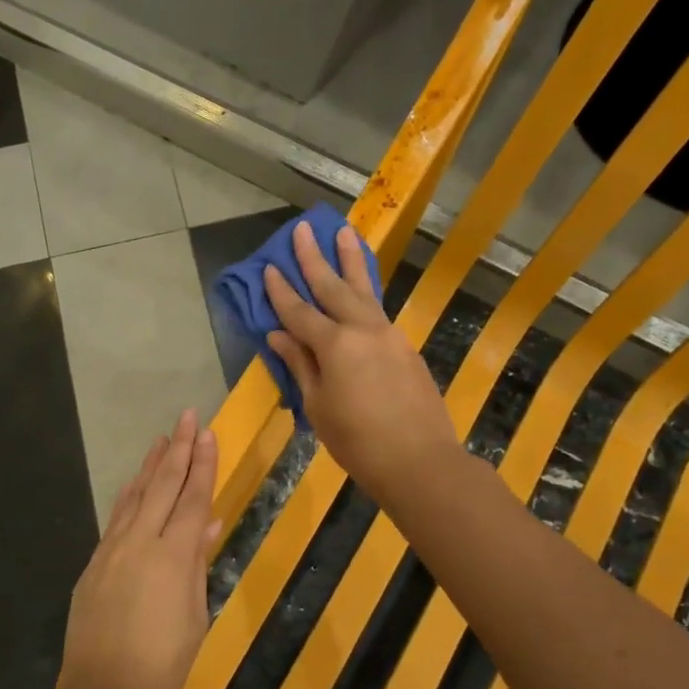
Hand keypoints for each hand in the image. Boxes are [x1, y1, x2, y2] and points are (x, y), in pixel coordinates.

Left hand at [58, 410, 219, 688]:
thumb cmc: (164, 664)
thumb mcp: (195, 615)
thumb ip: (198, 564)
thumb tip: (208, 524)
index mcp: (174, 555)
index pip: (193, 498)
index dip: (203, 464)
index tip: (208, 433)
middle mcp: (141, 541)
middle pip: (163, 485)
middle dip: (178, 449)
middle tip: (188, 416)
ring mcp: (112, 550)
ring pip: (135, 496)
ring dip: (150, 466)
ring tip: (162, 440)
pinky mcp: (93, 564)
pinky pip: (116, 519)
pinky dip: (129, 497)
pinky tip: (134, 485)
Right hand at [263, 221, 458, 501]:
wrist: (419, 460)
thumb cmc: (357, 441)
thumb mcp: (317, 407)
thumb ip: (299, 365)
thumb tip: (278, 335)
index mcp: (334, 345)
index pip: (299, 311)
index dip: (281, 291)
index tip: (269, 267)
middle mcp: (362, 329)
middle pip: (333, 286)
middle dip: (315, 257)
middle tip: (303, 229)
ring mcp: (389, 335)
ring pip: (364, 290)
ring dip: (351, 261)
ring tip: (344, 233)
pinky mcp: (406, 347)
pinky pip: (379, 310)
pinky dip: (367, 292)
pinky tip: (361, 288)